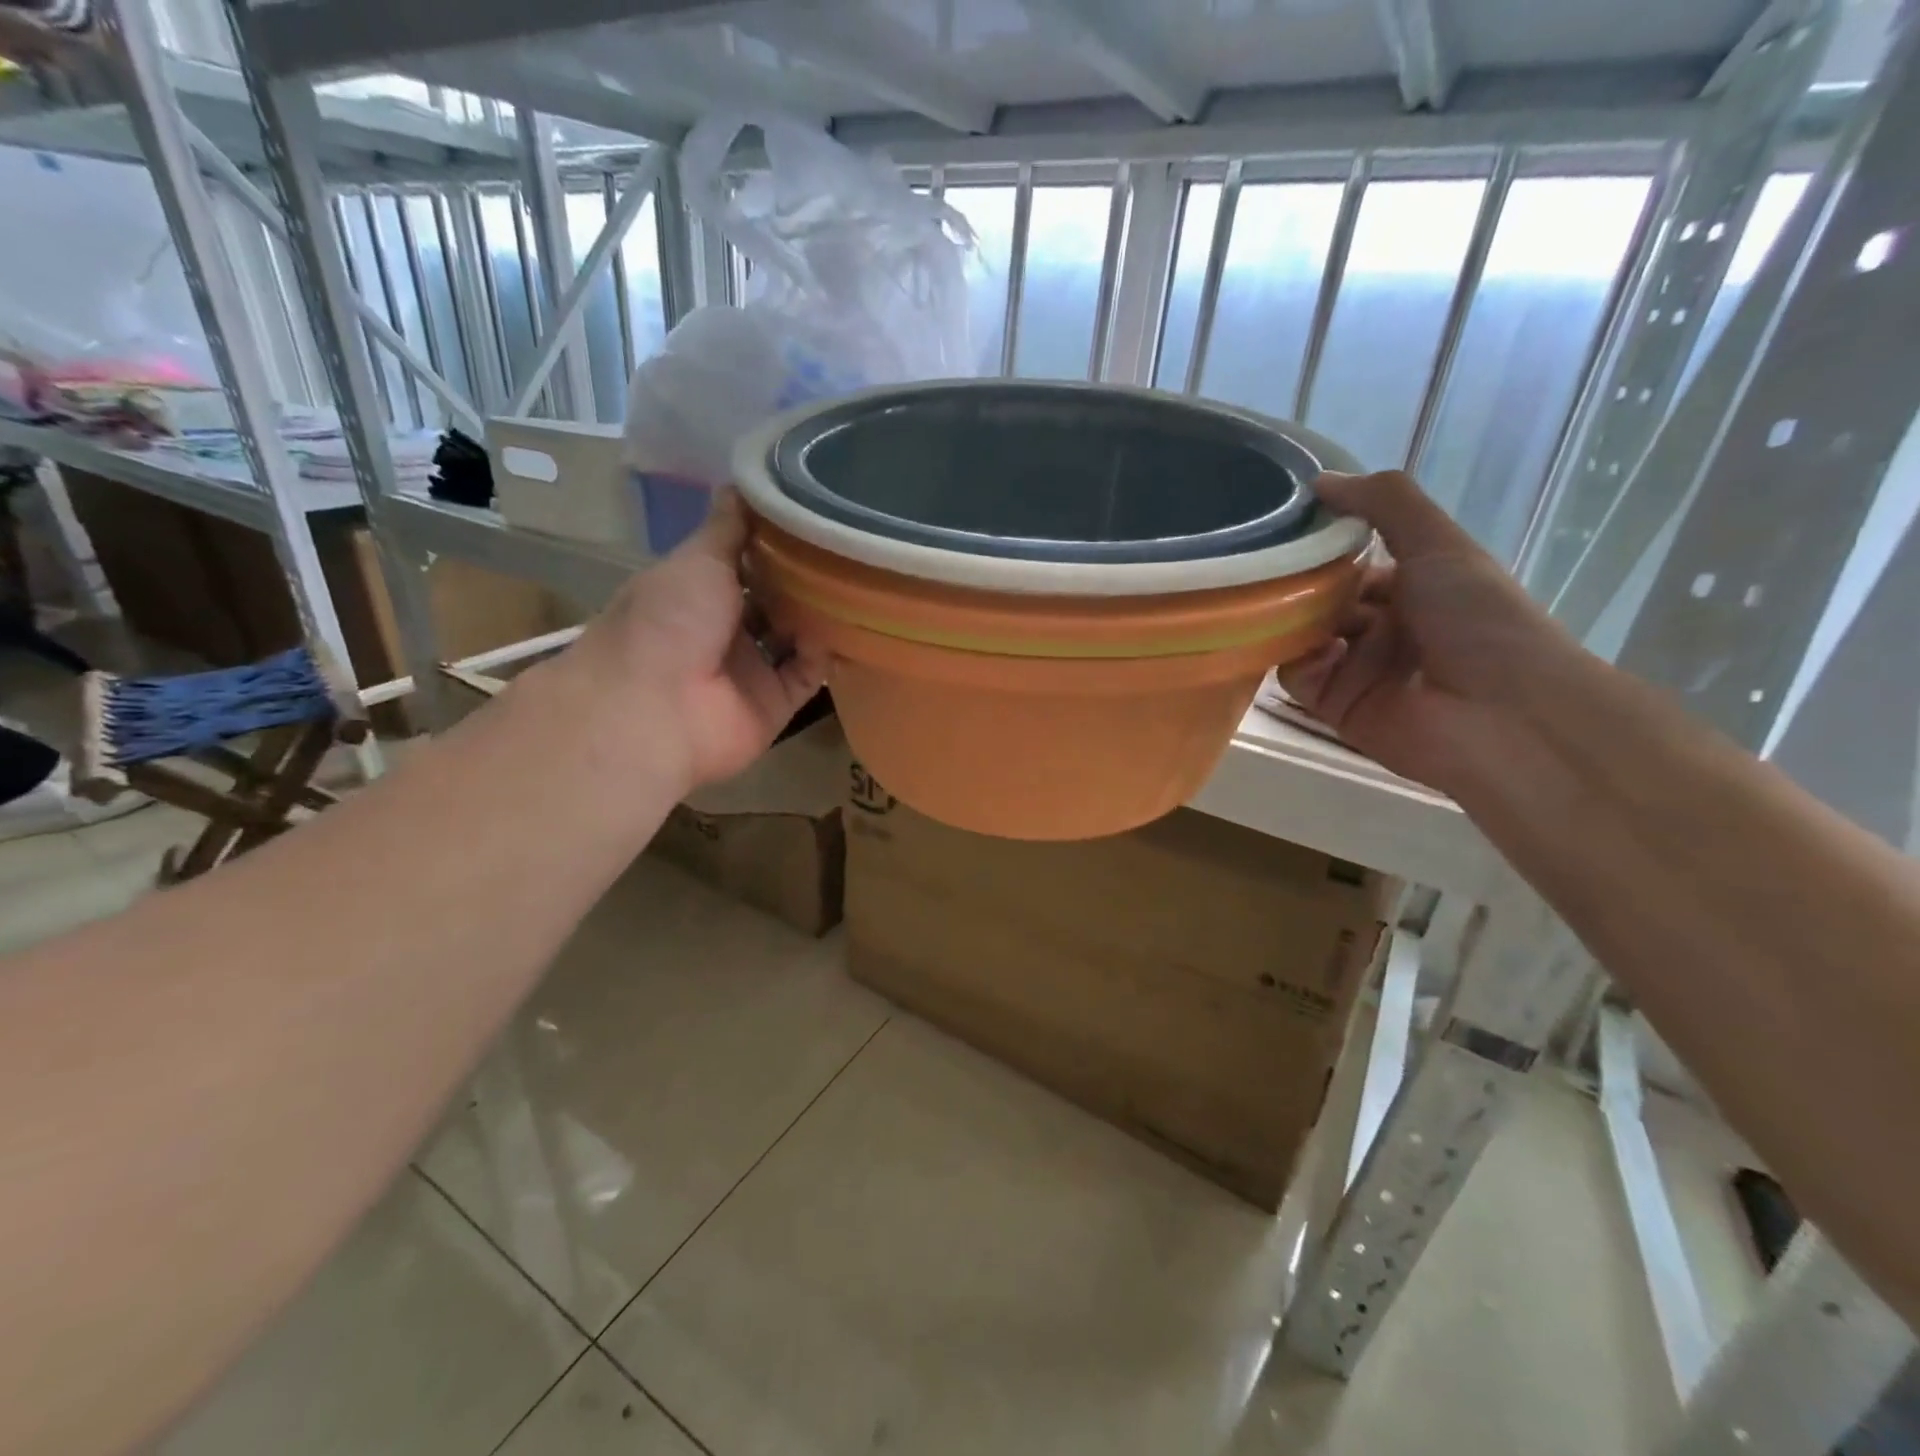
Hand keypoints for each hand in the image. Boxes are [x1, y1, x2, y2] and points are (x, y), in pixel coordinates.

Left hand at [573, 491, 824, 791]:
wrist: (654, 710)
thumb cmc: (669, 622)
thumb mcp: (696, 560)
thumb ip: (726, 528)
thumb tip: (741, 481)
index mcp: (699, 592)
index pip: (745, 562)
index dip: (776, 542)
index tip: (814, 515)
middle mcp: (726, 629)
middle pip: (775, 599)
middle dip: (806, 578)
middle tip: (849, 546)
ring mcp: (751, 668)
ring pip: (796, 637)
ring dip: (821, 615)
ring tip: (862, 581)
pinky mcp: (775, 702)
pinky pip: (809, 675)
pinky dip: (826, 654)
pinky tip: (851, 625)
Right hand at [1278, 471, 1576, 789]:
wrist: (1502, 713)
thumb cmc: (1477, 618)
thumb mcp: (1439, 543)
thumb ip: (1384, 503)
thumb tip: (1319, 481)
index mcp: (1414, 589)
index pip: (1352, 565)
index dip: (1324, 550)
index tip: (1289, 533)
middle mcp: (1383, 627)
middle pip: (1321, 600)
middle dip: (1300, 587)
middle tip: (1274, 571)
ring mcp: (1358, 668)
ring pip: (1302, 636)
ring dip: (1295, 621)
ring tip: (1291, 611)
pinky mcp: (1336, 706)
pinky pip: (1298, 677)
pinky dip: (1301, 661)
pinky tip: (1322, 652)